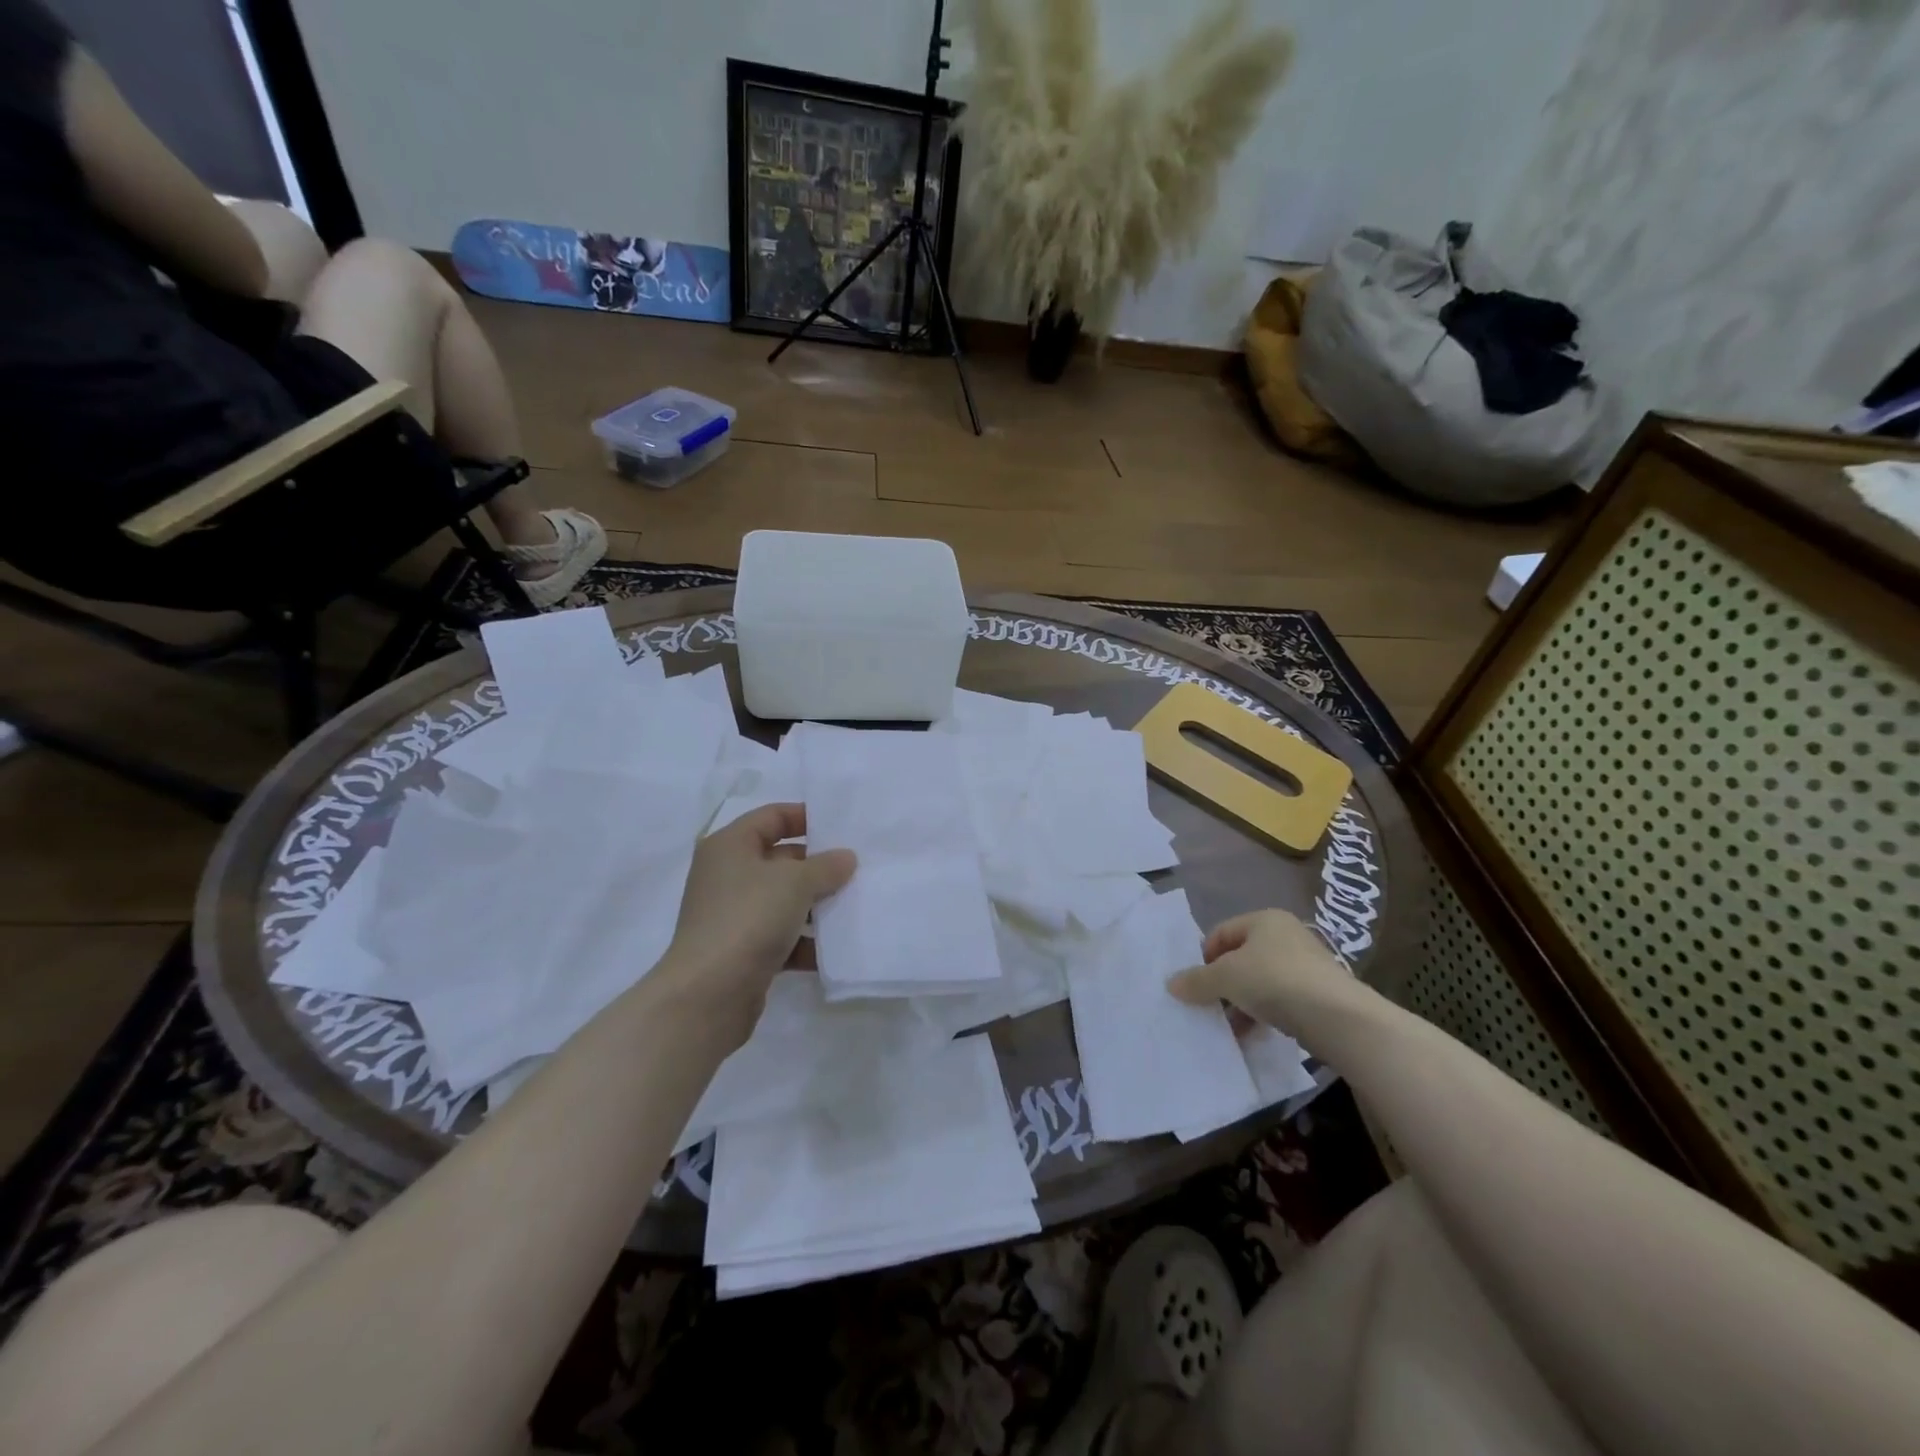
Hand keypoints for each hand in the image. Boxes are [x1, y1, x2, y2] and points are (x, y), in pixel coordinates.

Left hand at [654, 804, 854, 1043]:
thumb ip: (826, 866)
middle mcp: (727, 875)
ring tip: (855, 906)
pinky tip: (835, 949)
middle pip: (780, 859)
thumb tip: (846, 858)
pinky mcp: (742, 951)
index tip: (842, 827)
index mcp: (730, 846)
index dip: (806, 817)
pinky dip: (805, 941)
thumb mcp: (795, 882)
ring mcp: (734, 915)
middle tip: (857, 869)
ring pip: (784, 900)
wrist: (708, 994)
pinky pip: (782, 936)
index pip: (772, 817)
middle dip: (818, 866)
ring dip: (816, 905)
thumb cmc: (748, 918)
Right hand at [1165, 909, 1357, 1028]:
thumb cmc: (1275, 981)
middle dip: (1222, 983)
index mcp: (1264, 919)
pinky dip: (1263, 1014)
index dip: (1203, 957)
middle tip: (1209, 1006)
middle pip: (1240, 957)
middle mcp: (1286, 935)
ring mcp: (1306, 964)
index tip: (1196, 985)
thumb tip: (1171, 984)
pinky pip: (1281, 1000)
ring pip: (1260, 981)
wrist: (1339, 1018)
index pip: (1221, 933)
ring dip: (1241, 1002)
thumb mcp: (1226, 978)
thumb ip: (1197, 980)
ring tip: (1230, 1026)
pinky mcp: (1319, 993)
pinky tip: (1254, 1034)